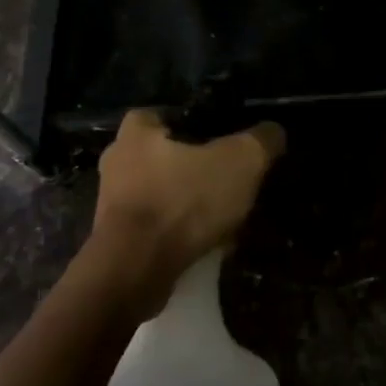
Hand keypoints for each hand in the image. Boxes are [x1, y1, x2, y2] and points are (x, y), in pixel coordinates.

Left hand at [83, 110, 285, 309]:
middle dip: (192, 169)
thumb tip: (274, 132)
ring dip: (188, 206)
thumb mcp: (239, 162)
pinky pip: (156, 230)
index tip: (218, 138)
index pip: (161, 114)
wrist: (135, 270)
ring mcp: (112, 206)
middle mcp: (117, 163)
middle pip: (162, 157)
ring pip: (160, 196)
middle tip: (227, 181)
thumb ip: (260, 141)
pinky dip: (179, 235)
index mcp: (136, 132)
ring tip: (224, 219)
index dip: (190, 123)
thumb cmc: (182, 201)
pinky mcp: (117, 242)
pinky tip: (208, 247)